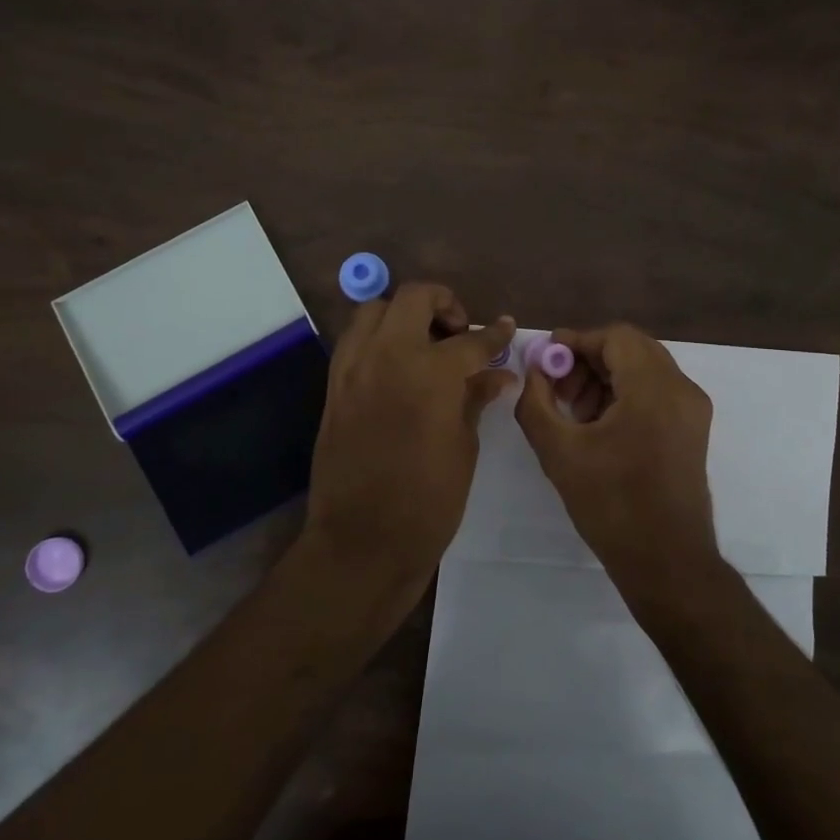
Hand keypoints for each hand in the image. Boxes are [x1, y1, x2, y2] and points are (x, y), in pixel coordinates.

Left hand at [303, 283, 514, 597]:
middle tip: (460, 332)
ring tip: (424, 343)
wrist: (362, 542)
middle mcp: (386, 356)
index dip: (494, 335)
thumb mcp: (463, 448)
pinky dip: (377, 338)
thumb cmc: (427, 502)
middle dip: (444, 304)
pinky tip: (397, 366)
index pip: (469, 340)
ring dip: (403, 314)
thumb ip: (475, 399)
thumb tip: (497, 375)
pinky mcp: (334, 386)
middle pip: (414, 298)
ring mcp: (353, 368)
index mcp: (428, 372)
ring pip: (374, 310)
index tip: (506, 328)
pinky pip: (354, 341)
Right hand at [514, 323, 720, 590]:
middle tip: (556, 387)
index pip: (615, 337)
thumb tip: (535, 371)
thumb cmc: (611, 504)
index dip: (576, 341)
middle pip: (631, 349)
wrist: (666, 561)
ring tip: (573, 411)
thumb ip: (536, 402)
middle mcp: (681, 389)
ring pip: (644, 369)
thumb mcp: (559, 451)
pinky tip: (598, 425)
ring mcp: (692, 410)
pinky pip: (656, 392)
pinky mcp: (693, 430)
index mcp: (653, 388)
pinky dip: (625, 395)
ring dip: (606, 377)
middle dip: (589, 360)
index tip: (545, 361)